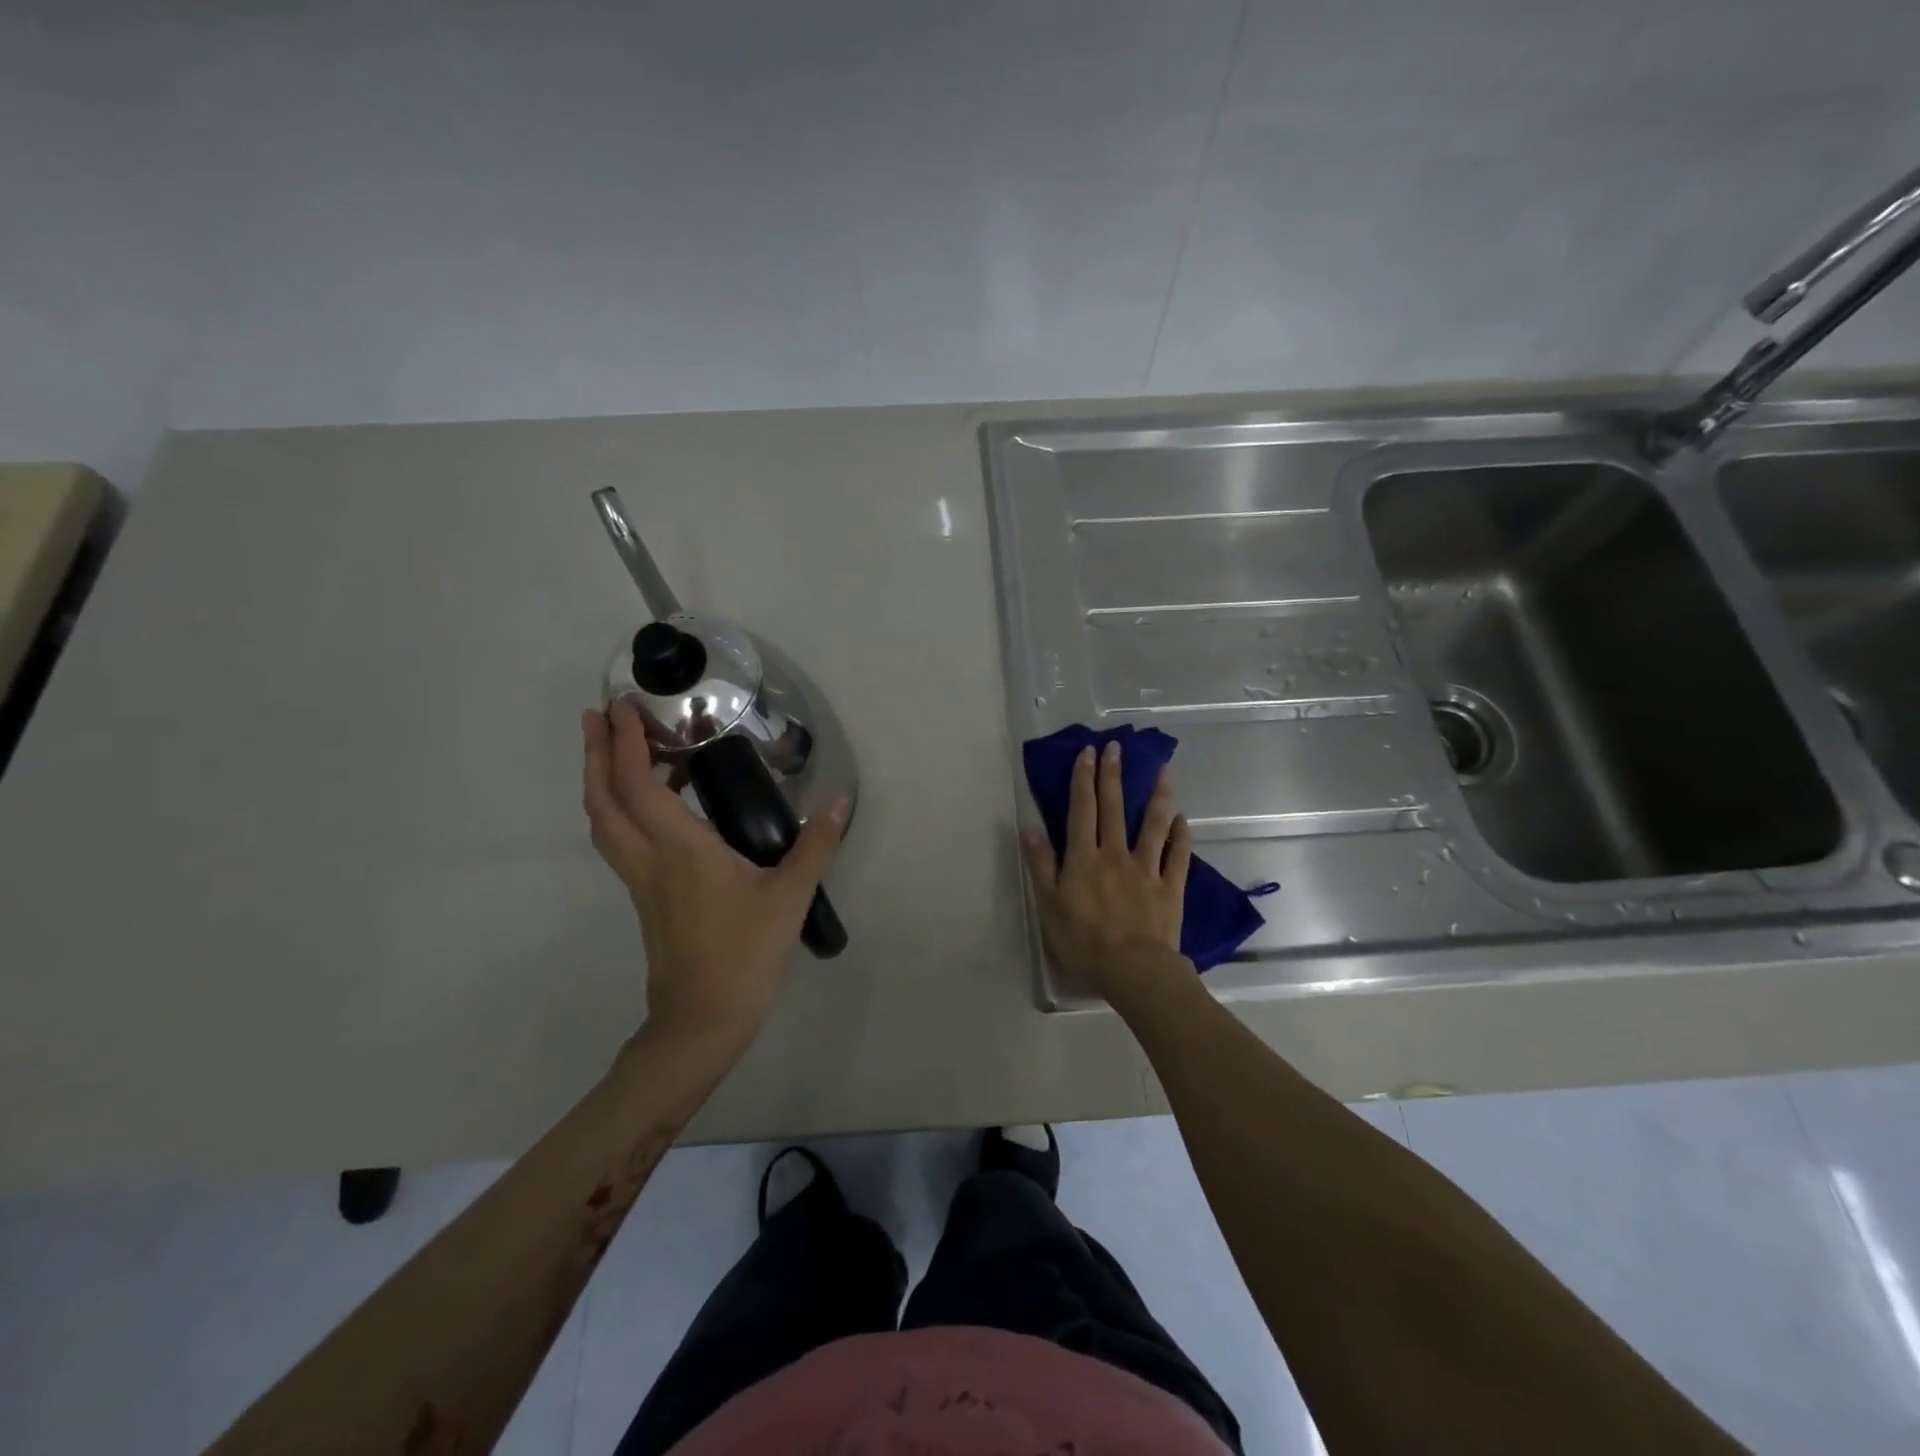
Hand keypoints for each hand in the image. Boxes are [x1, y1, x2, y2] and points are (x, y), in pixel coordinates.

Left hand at [582, 700, 846, 1052]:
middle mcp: (649, 859)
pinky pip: (621, 841)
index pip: (639, 785)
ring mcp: (641, 881)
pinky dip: (622, 810)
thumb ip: (815, 846)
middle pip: (604, 799)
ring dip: (603, 781)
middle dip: (598, 754)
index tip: (622, 706)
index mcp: (679, 850)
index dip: (627, 743)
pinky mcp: (645, 898)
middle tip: (599, 716)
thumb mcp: (789, 897)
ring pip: (605, 822)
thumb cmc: (744, 955)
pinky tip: (654, 806)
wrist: (702, 1020)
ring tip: (619, 750)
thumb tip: (839, 803)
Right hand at [1020, 740, 1193, 1000]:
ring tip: (1163, 770)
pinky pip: (1177, 855)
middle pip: (1114, 808)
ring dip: (1158, 795)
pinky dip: (1181, 836)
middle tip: (1116, 747)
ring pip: (1153, 824)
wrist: (1133, 969)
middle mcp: (1115, 853)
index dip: (1083, 779)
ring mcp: (1146, 868)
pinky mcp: (1169, 886)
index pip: (1082, 810)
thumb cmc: (1083, 940)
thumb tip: (1030, 826)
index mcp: (1083, 857)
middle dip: (1113, 775)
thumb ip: (1041, 863)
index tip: (1088, 752)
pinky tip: (1183, 819)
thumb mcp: (1048, 904)